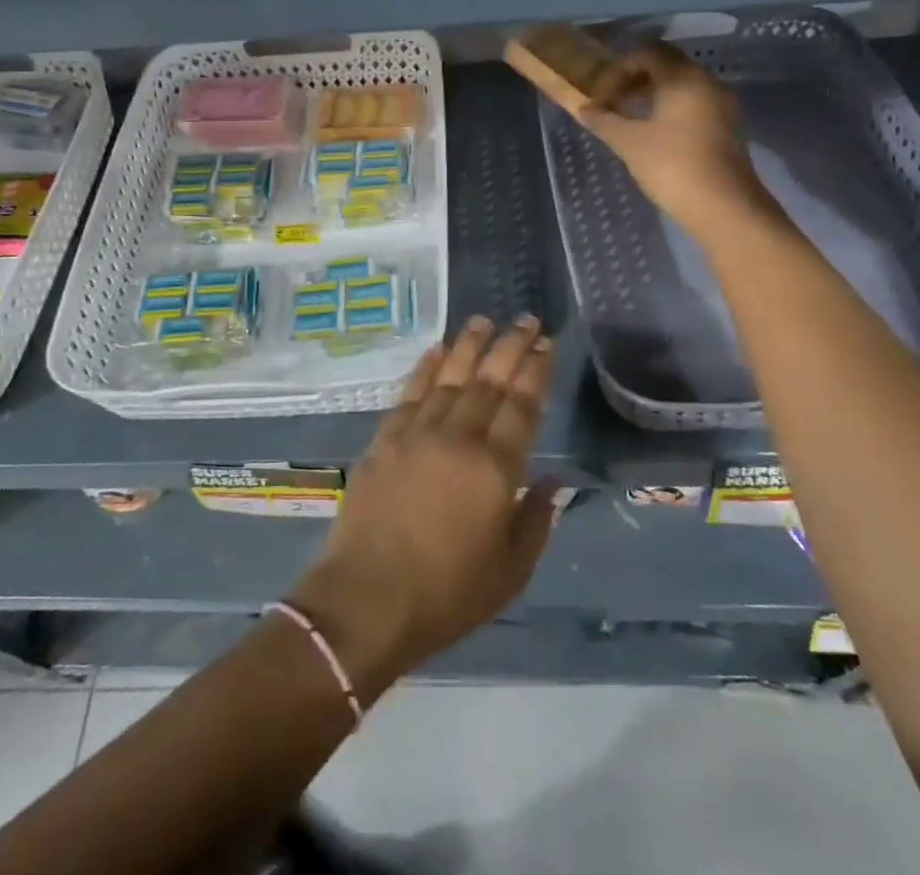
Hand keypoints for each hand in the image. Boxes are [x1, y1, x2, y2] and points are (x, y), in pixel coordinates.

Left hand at [286, 317, 557, 701]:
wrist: (366, 601)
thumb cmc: (446, 595)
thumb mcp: (510, 571)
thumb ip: (535, 520)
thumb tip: (553, 481)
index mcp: (495, 469)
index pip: (522, 405)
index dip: (536, 370)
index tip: (546, 343)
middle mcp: (458, 438)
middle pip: (489, 380)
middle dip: (510, 346)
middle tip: (525, 318)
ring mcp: (417, 433)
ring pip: (449, 376)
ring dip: (468, 345)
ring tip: (484, 320)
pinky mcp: (384, 438)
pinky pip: (410, 392)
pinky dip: (425, 367)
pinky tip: (436, 350)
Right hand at [577, 41, 775, 236]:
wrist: (724, 207)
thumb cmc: (672, 166)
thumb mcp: (629, 142)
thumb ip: (604, 120)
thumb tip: (583, 108)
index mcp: (683, 77)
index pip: (646, 52)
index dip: (618, 70)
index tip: (601, 96)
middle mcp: (706, 81)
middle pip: (667, 64)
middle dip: (634, 78)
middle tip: (612, 101)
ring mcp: (721, 103)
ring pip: (682, 84)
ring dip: (652, 93)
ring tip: (629, 117)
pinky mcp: (727, 125)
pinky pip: (694, 102)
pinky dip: (670, 107)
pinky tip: (654, 132)